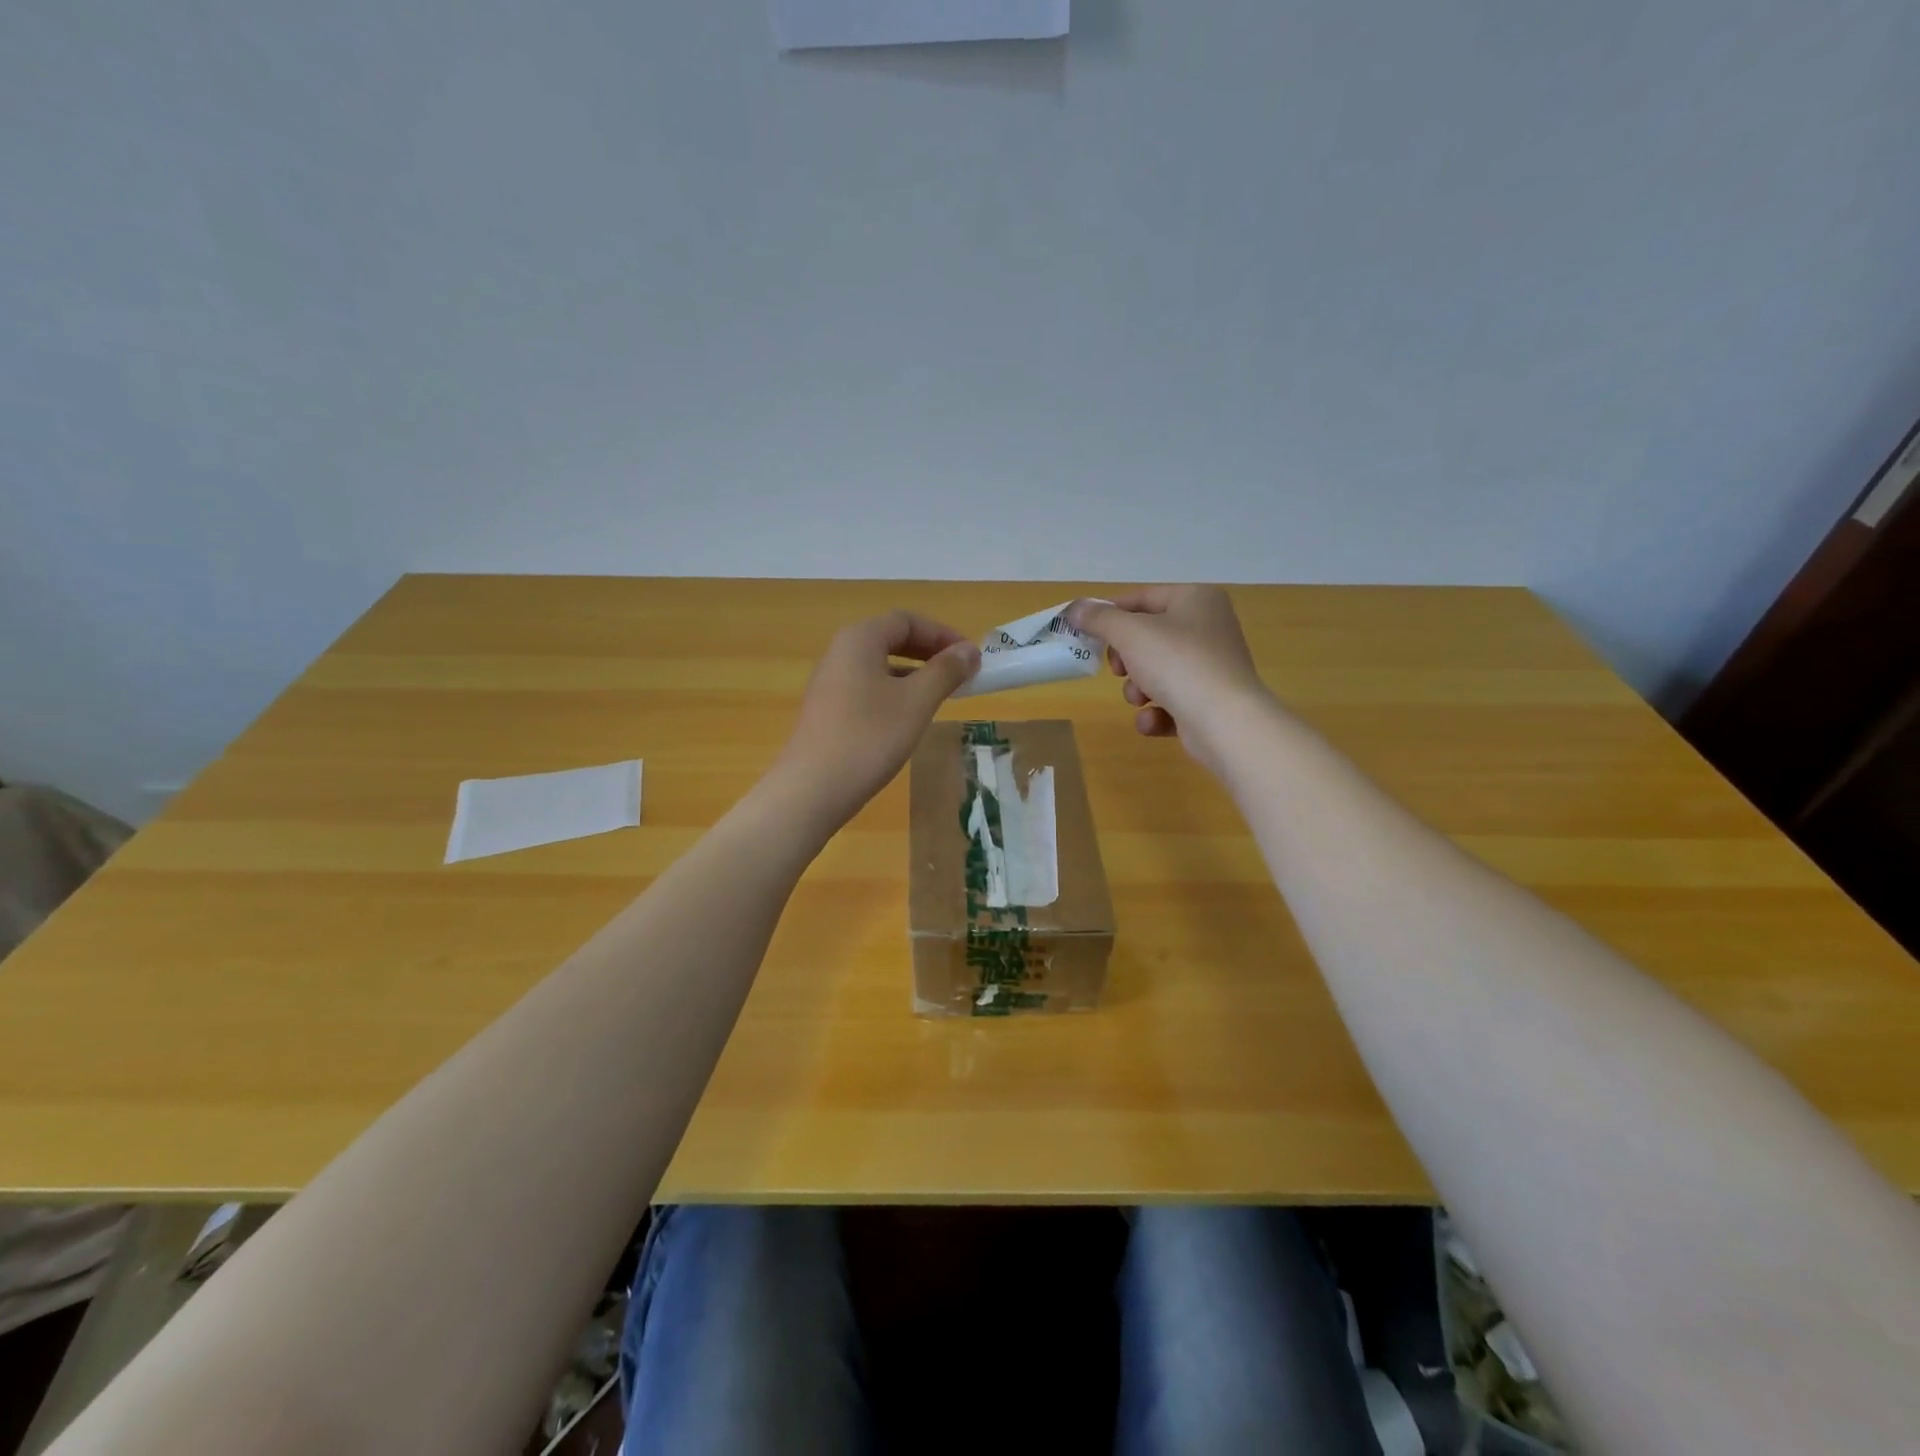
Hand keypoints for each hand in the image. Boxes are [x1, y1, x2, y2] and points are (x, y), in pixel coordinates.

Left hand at [772, 610, 979, 828]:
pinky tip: (909, 719)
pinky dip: (895, 693)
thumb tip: (969, 650)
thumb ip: (945, 671)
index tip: (971, 657)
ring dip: (914, 674)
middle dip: (930, 653)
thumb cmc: (869, 737)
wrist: (812, 790)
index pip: (907, 620)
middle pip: (891, 639)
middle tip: (961, 674)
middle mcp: (840, 652)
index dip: (943, 633)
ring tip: (942, 697)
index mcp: (859, 639)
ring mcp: (830, 682)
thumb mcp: (916, 702)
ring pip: (880, 666)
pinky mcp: (828, 710)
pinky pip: (868, 688)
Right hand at [1067, 587, 1269, 771]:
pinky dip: (1157, 712)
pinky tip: (1153, 720)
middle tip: (1118, 668)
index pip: (1142, 598)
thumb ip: (1099, 619)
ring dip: (1138, 688)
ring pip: (1157, 671)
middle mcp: (1209, 627)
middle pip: (1148, 637)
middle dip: (1126, 659)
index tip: (1084, 632)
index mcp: (1197, 599)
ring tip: (1140, 699)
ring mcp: (1212, 667)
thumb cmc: (1177, 663)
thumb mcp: (1129, 633)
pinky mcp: (1211, 702)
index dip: (1110, 613)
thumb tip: (1075, 609)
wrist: (1225, 722)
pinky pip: (1172, 701)